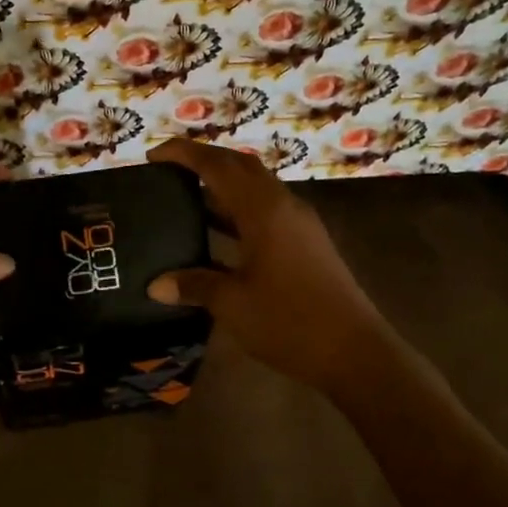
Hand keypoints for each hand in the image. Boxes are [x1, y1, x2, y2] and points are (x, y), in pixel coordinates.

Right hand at [146, 139, 389, 394]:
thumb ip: (194, 285)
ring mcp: (299, 224)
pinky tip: (218, 233)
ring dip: (223, 185)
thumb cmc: (290, 322)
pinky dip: (238, 210)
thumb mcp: (233, 304)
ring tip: (186, 197)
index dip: (184, 154)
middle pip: (240, 166)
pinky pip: (266, 210)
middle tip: (169, 171)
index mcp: (263, 210)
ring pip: (256, 188)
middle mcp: (283, 206)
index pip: (218, 165)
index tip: (153, 155)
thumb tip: (155, 285)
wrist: (355, 353)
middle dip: (204, 161)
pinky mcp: (307, 243)